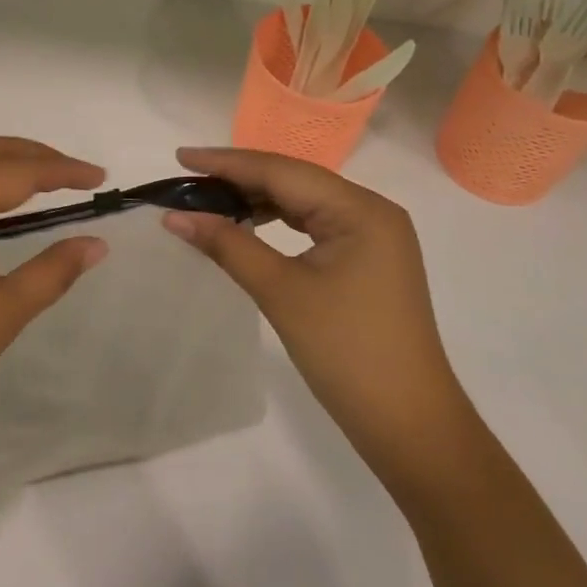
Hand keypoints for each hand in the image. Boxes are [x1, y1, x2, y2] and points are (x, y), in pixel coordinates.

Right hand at [163, 147, 472, 484]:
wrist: (412, 429)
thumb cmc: (347, 354)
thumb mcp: (281, 292)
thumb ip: (227, 244)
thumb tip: (175, 216)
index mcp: (360, 209)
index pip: (281, 171)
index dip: (227, 162)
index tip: (180, 157)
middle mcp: (371, 211)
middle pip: (293, 180)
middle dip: (238, 178)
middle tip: (187, 180)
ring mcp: (372, 236)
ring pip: (302, 201)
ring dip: (256, 199)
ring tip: (208, 199)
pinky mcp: (367, 259)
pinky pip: (313, 224)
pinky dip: (277, 221)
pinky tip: (248, 224)